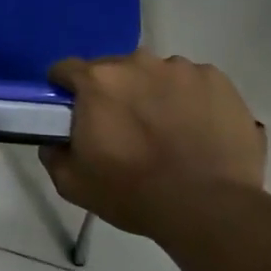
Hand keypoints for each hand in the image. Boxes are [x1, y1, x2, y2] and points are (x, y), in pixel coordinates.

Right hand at [38, 51, 265, 237]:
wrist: (210, 208)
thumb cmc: (134, 193)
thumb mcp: (73, 184)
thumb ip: (54, 154)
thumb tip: (54, 141)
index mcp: (97, 81)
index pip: (65, 69)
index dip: (64, 90)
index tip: (72, 112)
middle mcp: (137, 62)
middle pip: (113, 69)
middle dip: (112, 93)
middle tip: (122, 129)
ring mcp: (181, 68)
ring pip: (155, 74)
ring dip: (152, 93)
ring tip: (166, 131)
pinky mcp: (217, 80)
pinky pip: (192, 83)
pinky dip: (189, 100)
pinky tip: (197, 130)